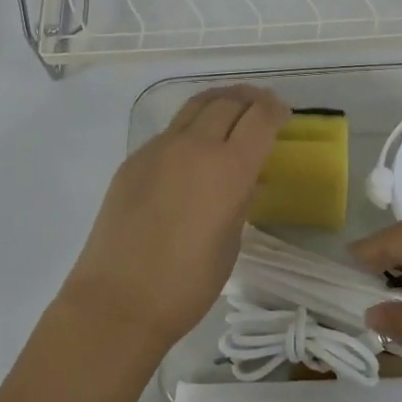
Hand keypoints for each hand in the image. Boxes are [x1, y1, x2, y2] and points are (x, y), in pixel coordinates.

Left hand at [61, 85, 288, 352]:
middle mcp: (195, 146)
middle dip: (251, 100)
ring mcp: (159, 148)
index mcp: (228, 168)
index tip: (284, 114)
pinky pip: (171, 130)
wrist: (117, 301)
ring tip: (232, 107)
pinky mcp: (134, 159)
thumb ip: (241, 201)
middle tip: (262, 106)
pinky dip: (192, 126)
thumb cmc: (186, 284)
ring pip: (196, 106)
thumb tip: (246, 179)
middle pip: (228, 102)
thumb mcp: (231, 243)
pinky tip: (193, 147)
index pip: (259, 118)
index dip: (275, 110)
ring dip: (220, 101)